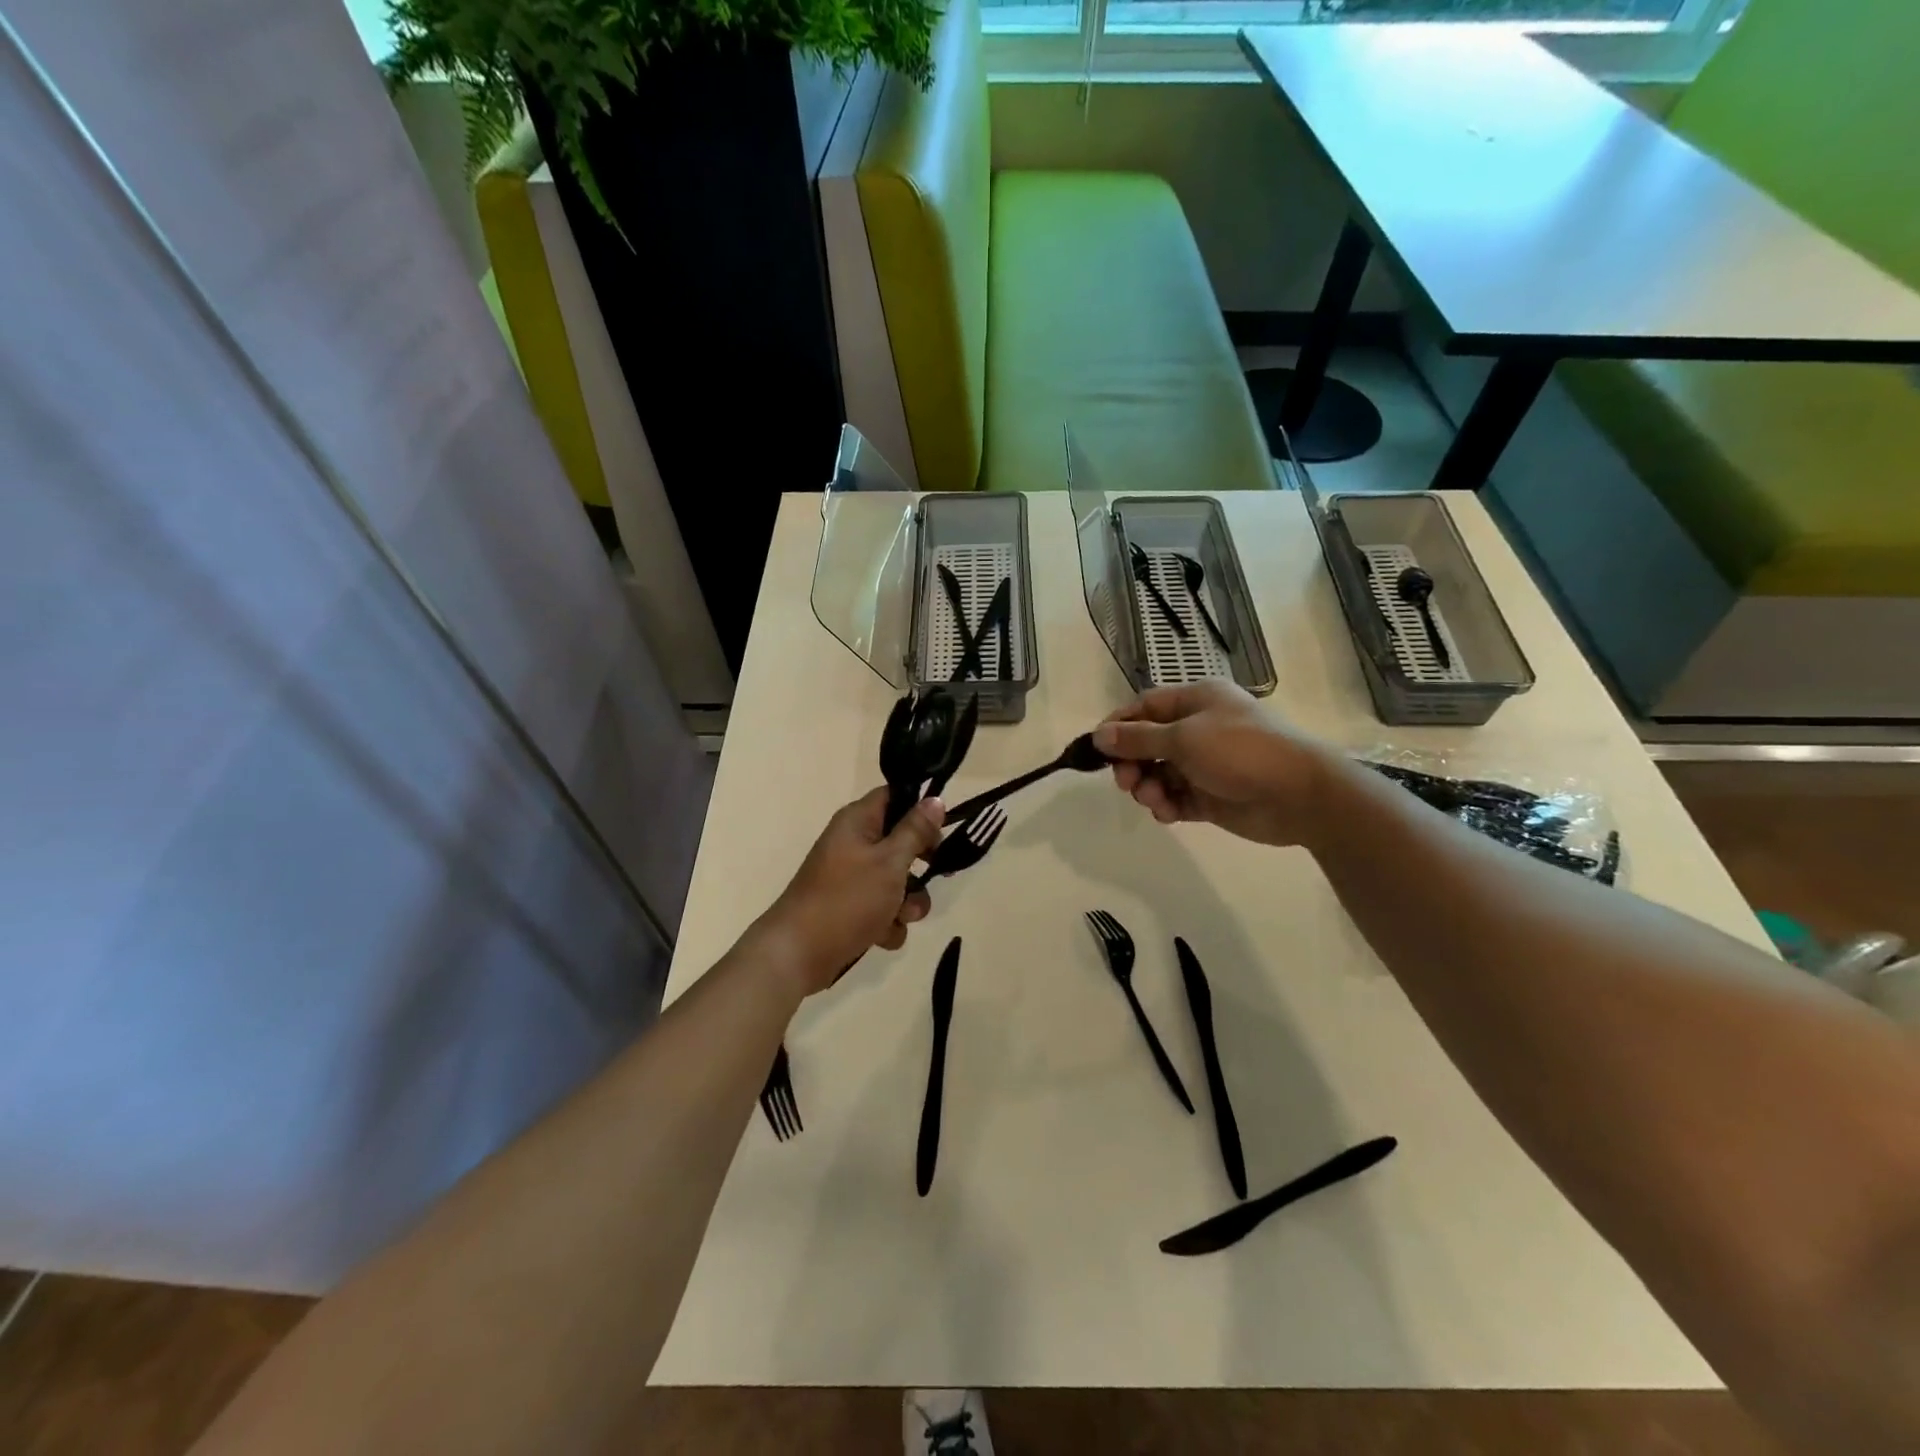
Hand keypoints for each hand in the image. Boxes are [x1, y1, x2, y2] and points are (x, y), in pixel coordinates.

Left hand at [756, 788, 944, 994]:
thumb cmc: (847, 899)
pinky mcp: (851, 910)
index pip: (894, 797)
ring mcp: (851, 880)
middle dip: (920, 866)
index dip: (920, 809)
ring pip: (897, 882)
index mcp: (857, 822)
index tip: (941, 830)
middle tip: (936, 873)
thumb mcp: (889, 861)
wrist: (798, 954)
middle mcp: (853, 845)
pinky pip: (883, 910)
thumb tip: (935, 799)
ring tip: (900, 916)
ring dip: (907, 902)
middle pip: (900, 843)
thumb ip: (915, 831)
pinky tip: (881, 937)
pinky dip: (888, 924)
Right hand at [1091, 681, 1328, 847]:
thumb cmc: (1241, 751)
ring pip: (1159, 774)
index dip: (1118, 726)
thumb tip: (1098, 735)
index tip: (1097, 749)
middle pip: (1148, 743)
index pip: (1144, 708)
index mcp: (1196, 701)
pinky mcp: (1211, 796)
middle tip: (1126, 782)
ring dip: (1148, 787)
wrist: (1299, 795)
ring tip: (1154, 800)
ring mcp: (1205, 764)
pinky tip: (1168, 813)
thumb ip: (1137, 739)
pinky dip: (1167, 805)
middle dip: (1132, 763)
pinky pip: (1176, 798)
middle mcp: (1199, 729)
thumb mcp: (1183, 738)